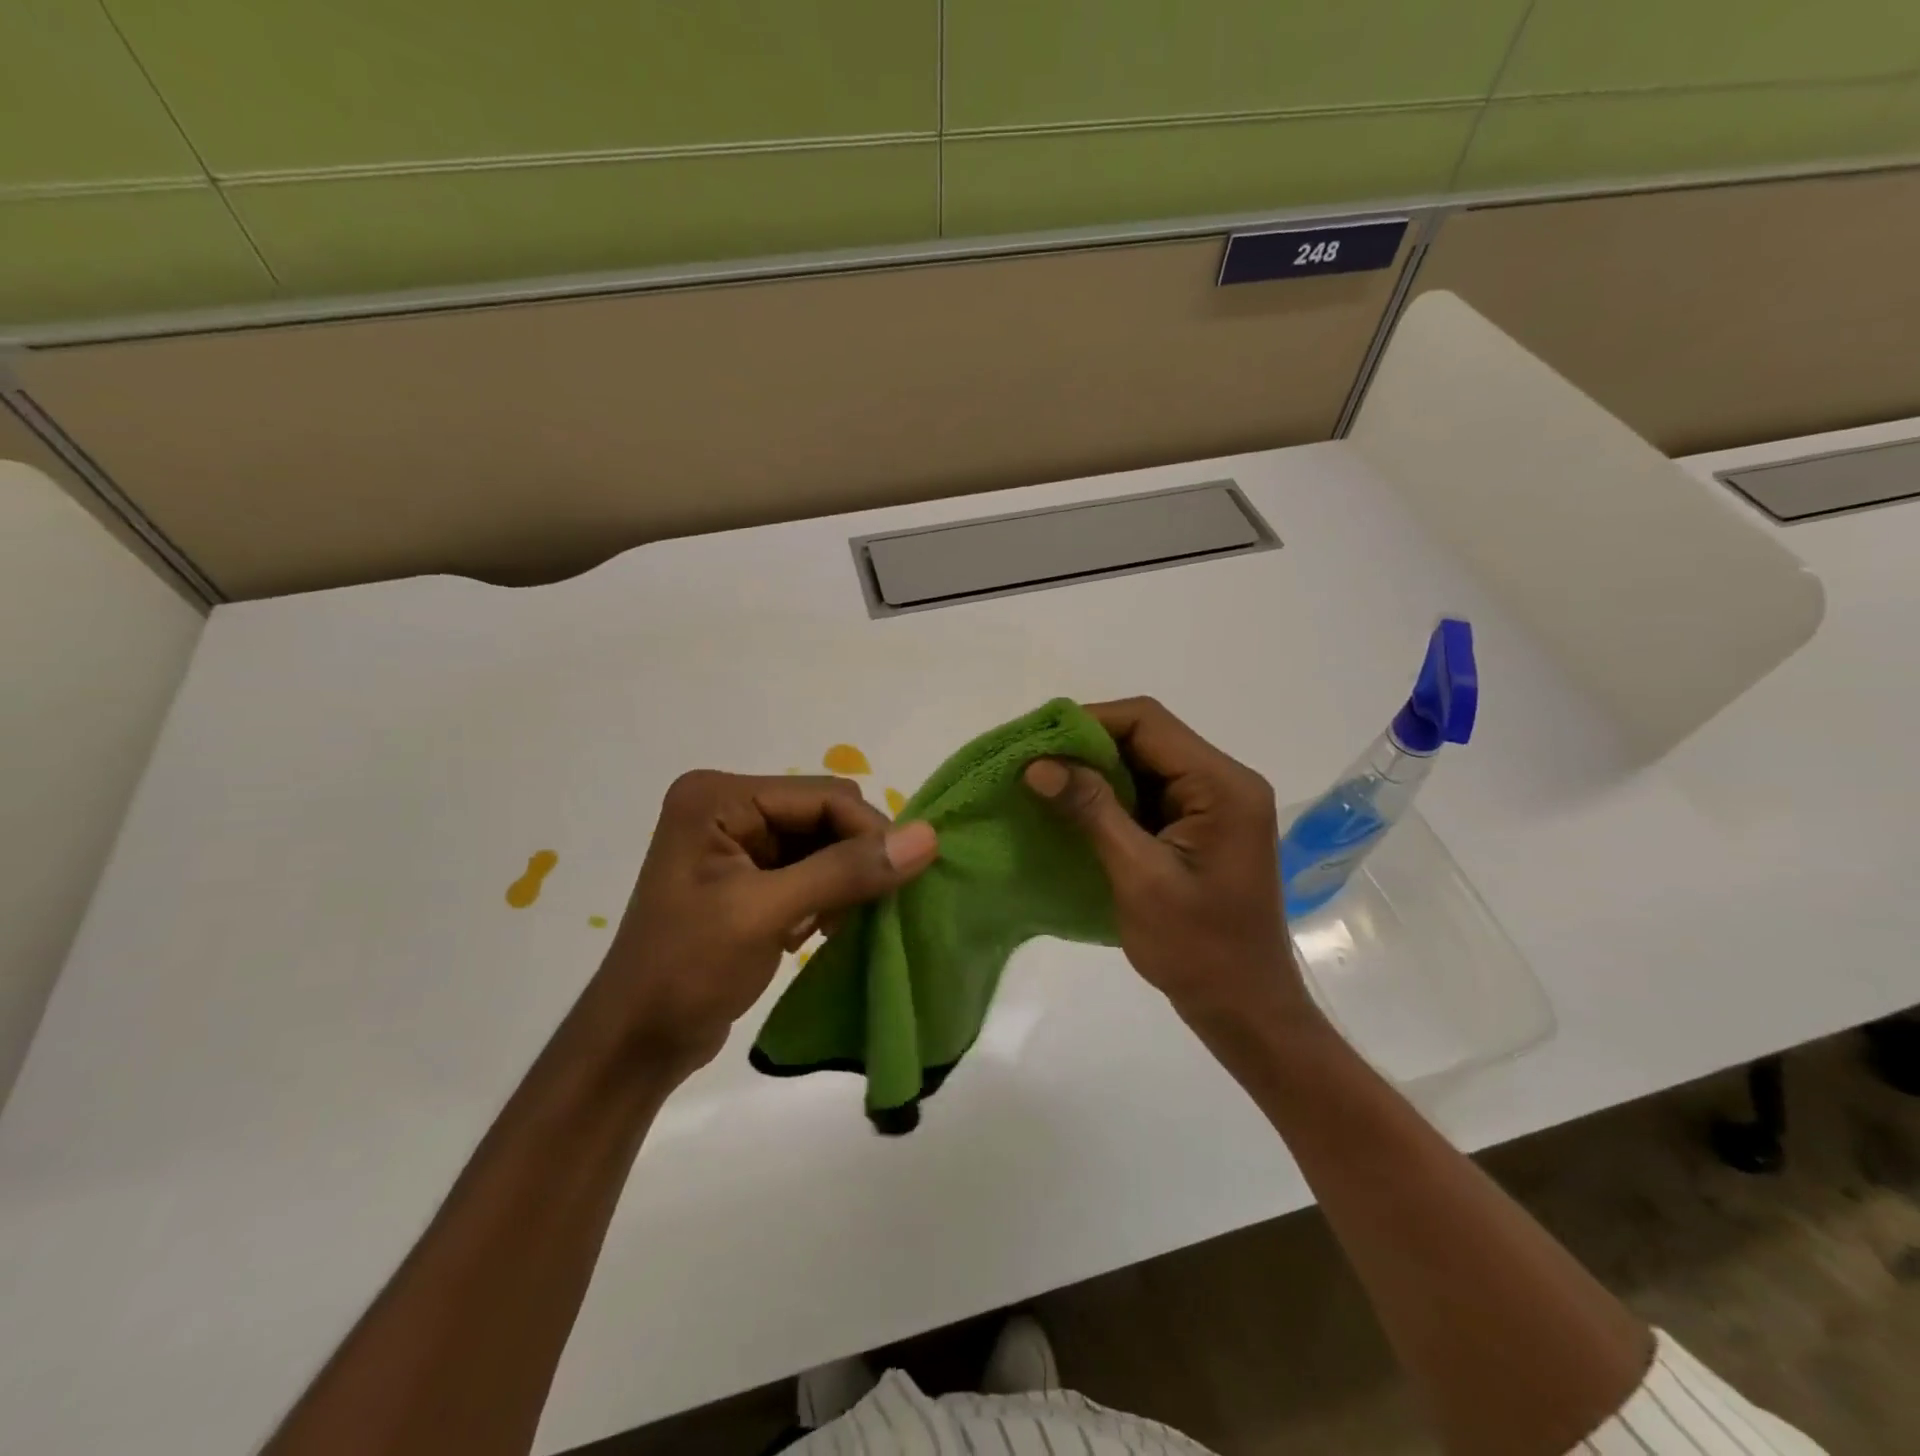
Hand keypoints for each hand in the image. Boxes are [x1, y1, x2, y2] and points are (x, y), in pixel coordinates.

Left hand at [596, 772, 937, 1075]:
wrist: (635, 1043)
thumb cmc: (686, 970)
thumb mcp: (766, 914)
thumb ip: (846, 871)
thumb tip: (928, 837)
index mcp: (718, 796)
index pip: (823, 795)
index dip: (869, 832)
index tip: (903, 879)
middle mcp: (727, 805)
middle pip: (825, 814)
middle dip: (853, 858)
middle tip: (865, 908)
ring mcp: (736, 840)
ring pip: (824, 843)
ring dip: (843, 880)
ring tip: (833, 926)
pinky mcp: (748, 874)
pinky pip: (811, 868)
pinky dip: (827, 895)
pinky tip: (817, 931)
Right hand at [1024, 698, 1311, 1032]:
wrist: (1245, 1009)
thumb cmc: (1198, 949)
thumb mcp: (1139, 877)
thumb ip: (1092, 811)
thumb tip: (1039, 764)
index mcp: (1223, 785)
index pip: (1148, 722)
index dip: (1088, 722)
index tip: (1036, 743)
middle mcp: (1224, 782)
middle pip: (1146, 738)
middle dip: (1086, 747)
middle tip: (1032, 765)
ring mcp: (1214, 805)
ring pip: (1143, 764)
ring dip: (1095, 772)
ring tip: (1043, 785)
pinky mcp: (1199, 827)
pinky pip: (1148, 794)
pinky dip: (1109, 797)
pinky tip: (1072, 810)